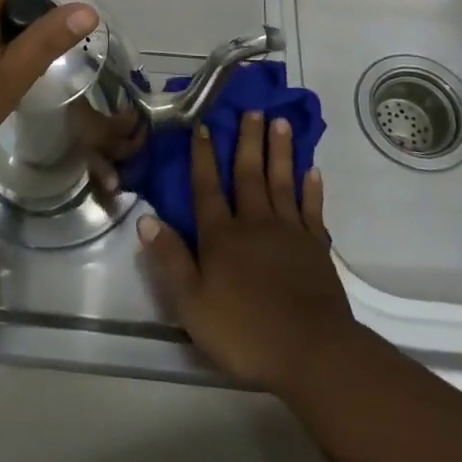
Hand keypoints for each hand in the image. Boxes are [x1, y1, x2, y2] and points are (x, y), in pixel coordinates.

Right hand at [138, 112, 355, 394]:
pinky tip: (312, 169)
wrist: (312, 353)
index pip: (207, 188)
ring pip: (281, 182)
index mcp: (221, 236)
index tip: (203, 126)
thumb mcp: (193, 304)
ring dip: (279, 151)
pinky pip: (312, 209)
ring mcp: (289, 232)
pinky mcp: (316, 248)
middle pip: (248, 174)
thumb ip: (170, 260)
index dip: (203, 157)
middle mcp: (254, 223)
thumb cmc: (245, 332)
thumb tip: (146, 219)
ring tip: (280, 122)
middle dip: (247, 140)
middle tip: (251, 109)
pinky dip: (312, 188)